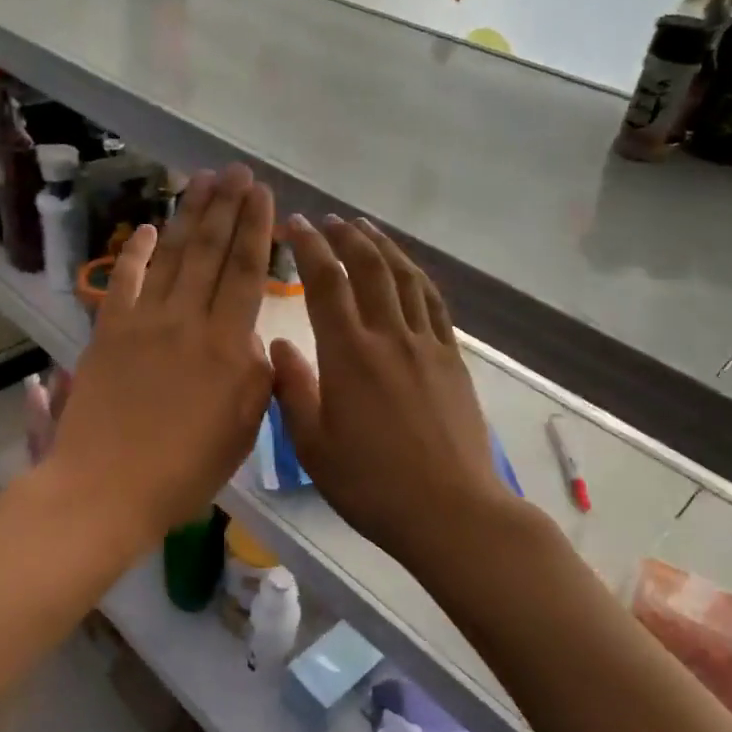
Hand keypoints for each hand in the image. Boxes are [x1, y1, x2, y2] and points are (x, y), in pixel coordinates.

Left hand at [45, 165, 275, 548]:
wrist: (106, 488)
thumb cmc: (183, 471)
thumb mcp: (241, 431)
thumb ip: (256, 378)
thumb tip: (253, 339)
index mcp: (228, 347)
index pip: (246, 272)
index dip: (256, 228)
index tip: (263, 193)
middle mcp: (187, 321)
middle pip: (210, 251)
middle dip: (226, 206)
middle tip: (237, 171)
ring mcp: (143, 322)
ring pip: (170, 256)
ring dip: (187, 215)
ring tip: (201, 181)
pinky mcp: (108, 331)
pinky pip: (123, 280)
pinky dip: (133, 251)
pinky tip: (144, 227)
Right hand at [271, 216, 530, 577]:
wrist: (449, 511)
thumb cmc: (371, 485)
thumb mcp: (313, 445)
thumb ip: (293, 389)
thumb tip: (279, 345)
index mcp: (348, 355)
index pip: (326, 282)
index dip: (310, 246)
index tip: (296, 224)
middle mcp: (389, 336)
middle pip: (369, 268)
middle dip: (346, 237)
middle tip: (329, 220)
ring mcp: (426, 345)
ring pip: (405, 278)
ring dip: (383, 247)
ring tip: (366, 229)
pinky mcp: (452, 360)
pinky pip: (434, 304)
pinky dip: (417, 277)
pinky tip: (408, 271)